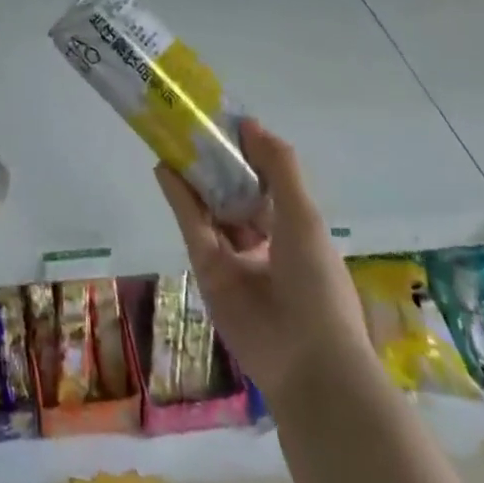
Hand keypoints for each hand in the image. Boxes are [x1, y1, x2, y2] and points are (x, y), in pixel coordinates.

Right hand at [155, 119, 369, 407]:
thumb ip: (278, 166)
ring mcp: (233, 257)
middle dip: (216, 163)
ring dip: (194, 176)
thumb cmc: (317, 281)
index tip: (226, 122)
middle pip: (234, 193)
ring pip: (210, 208)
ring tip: (173, 139)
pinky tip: (165, 167)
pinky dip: (179, 198)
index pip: (266, 182)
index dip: (248, 153)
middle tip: (192, 126)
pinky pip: (192, 227)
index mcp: (294, 229)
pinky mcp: (207, 270)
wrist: (307, 359)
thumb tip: (249, 124)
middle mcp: (263, 241)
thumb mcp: (304, 215)